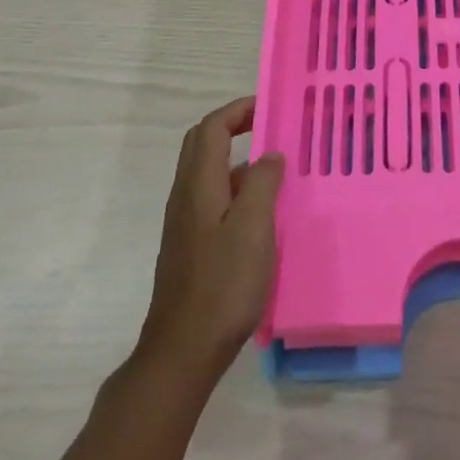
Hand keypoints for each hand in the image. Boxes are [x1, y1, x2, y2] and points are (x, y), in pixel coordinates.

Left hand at [137, 95, 283, 379]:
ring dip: (237, 158)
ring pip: (208, 172)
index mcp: (199, 184)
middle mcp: (186, 196)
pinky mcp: (190, 246)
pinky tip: (262, 213)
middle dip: (234, 126)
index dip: (239, 110)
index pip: (212, 127)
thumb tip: (270, 155)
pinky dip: (236, 188)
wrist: (182, 351)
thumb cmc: (223, 284)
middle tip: (270, 128)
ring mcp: (185, 223)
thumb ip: (262, 183)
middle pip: (203, 144)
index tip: (270, 107)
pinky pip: (212, 198)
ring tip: (276, 169)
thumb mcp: (254, 227)